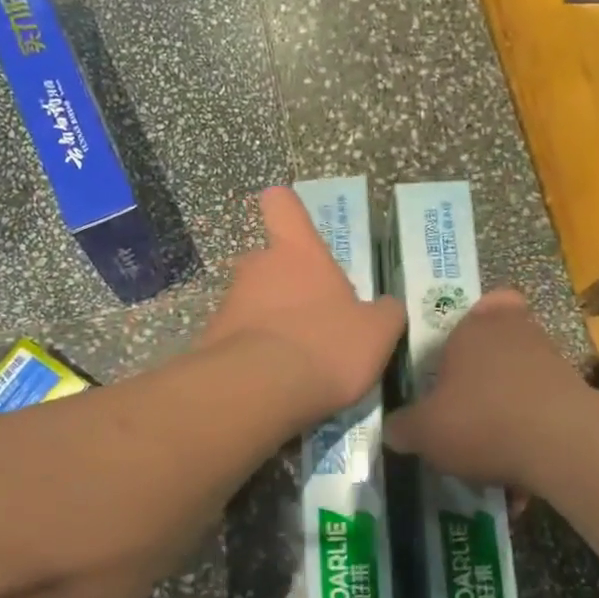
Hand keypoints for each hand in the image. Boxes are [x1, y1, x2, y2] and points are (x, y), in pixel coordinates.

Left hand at [203, 187, 405, 423]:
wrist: (260, 392)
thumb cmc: (326, 345)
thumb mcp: (377, 332)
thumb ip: (385, 313)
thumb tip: (387, 307)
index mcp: (297, 252)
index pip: (282, 206)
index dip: (287, 208)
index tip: (292, 220)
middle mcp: (256, 267)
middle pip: (268, 261)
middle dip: (286, 283)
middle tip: (313, 316)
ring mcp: (229, 303)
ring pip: (252, 302)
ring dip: (270, 321)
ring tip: (296, 360)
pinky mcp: (211, 341)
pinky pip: (239, 339)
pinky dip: (254, 354)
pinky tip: (273, 383)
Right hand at [385, 289, 586, 492]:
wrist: (563, 444)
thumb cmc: (481, 420)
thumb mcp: (424, 431)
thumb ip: (403, 427)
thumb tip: (393, 429)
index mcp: (472, 326)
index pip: (472, 311)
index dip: (462, 335)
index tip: (450, 367)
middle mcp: (515, 331)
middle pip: (499, 341)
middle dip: (486, 370)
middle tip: (468, 403)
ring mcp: (551, 359)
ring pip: (524, 375)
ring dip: (510, 402)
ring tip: (493, 444)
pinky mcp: (578, 392)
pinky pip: (545, 407)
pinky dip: (533, 430)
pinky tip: (520, 465)